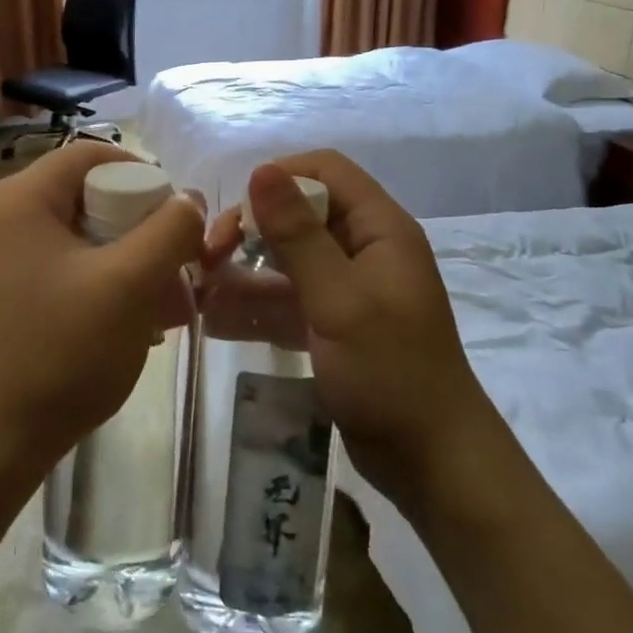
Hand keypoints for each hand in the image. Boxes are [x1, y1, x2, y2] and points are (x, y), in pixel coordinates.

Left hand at [0, 142, 204, 481]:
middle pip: (88, 195)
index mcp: (21, 199)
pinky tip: (132, 323)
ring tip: (164, 305)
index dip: (143, 174)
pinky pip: (64, 266)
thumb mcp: (130, 284)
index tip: (178, 216)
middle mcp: (2, 217)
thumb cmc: (62, 352)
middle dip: (141, 228)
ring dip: (128, 260)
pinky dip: (102, 282)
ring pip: (81, 235)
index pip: (91, 154)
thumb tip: (190, 200)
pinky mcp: (4, 291)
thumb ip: (170, 230)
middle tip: (176, 267)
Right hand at [232, 152, 503, 522]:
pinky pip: (287, 299)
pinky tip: (216, 320)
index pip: (326, 171)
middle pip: (299, 213)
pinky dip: (255, 305)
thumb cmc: (390, 372)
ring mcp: (347, 288)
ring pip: (287, 259)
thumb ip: (297, 235)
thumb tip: (261, 170)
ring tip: (201, 288)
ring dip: (245, 270)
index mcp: (379, 228)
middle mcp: (363, 248)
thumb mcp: (339, 299)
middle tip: (211, 256)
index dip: (280, 179)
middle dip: (252, 228)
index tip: (239, 213)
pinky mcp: (333, 324)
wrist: (431, 462)